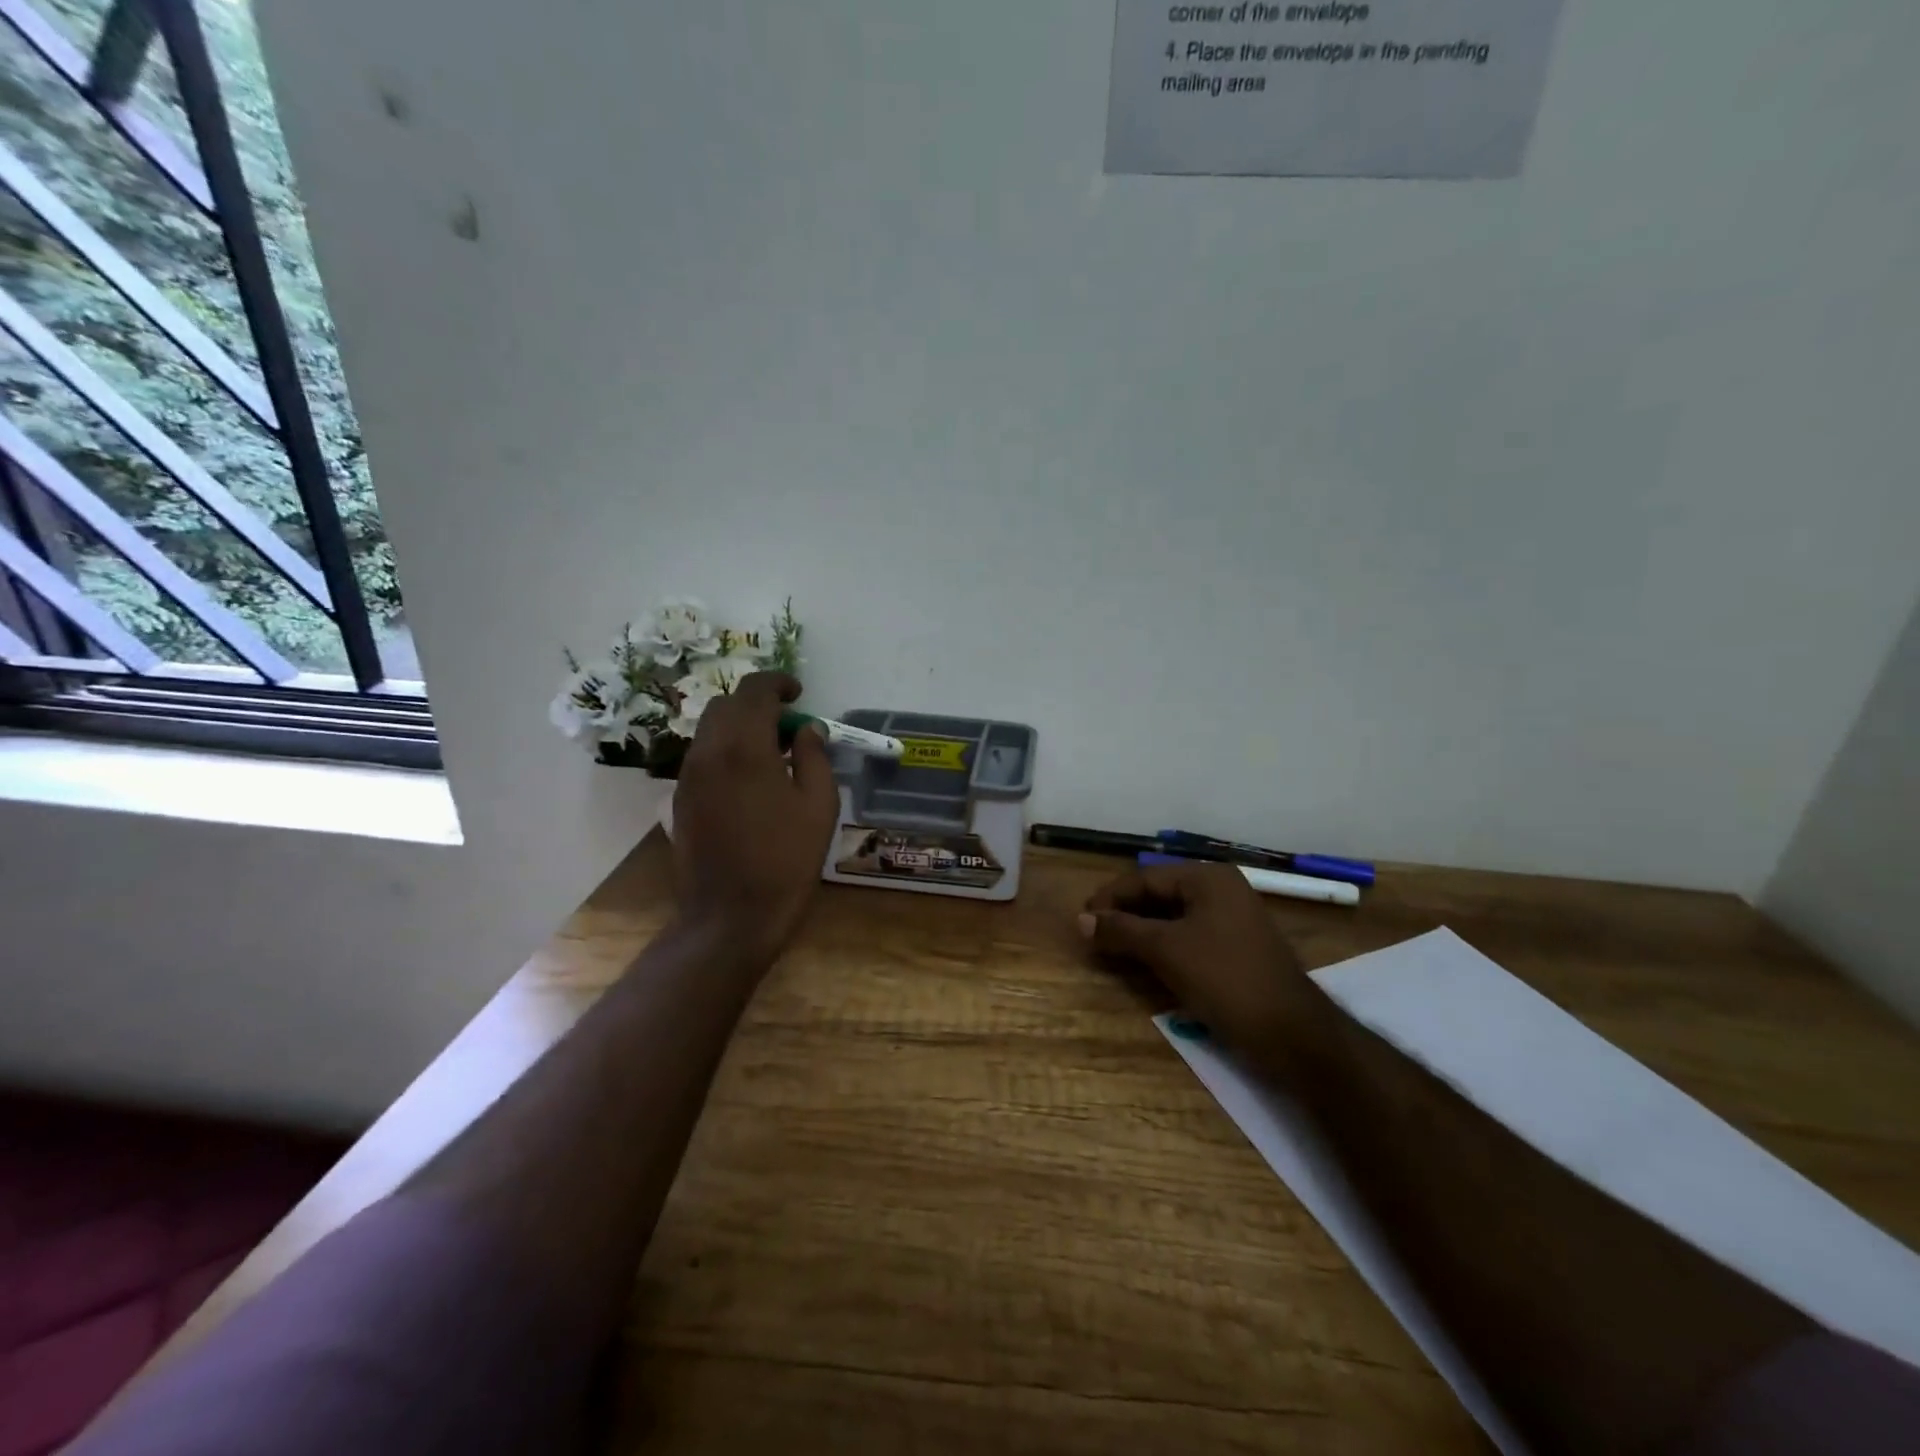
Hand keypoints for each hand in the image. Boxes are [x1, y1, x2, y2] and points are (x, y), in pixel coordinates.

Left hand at [671, 672, 840, 966]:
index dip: (778, 682)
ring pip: (710, 729)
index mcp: (744, 748)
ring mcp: (688, 776)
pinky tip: (751, 780)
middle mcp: (708, 752)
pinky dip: (726, 750)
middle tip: (788, 727)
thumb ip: (814, 756)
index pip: (754, 690)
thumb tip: (807, 729)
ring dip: (740, 727)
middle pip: (726, 704)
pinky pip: (703, 755)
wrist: (730, 916)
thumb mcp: (819, 806)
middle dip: (757, 704)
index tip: (799, 693)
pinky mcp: (680, 798)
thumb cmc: (786, 861)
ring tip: (773, 754)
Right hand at [1079, 861, 1335, 1072]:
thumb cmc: (1226, 979)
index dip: (1109, 898)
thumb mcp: (1166, 950)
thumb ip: (1121, 930)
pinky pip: (1188, 937)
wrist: (1293, 1034)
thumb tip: (1080, 920)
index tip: (1081, 920)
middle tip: (1092, 936)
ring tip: (1111, 950)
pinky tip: (1144, 963)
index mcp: (1208, 878)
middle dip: (1124, 915)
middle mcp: (1221, 890)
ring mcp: (1231, 920)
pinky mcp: (1235, 949)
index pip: (1145, 878)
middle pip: (1159, 895)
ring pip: (1172, 918)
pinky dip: (1162, 947)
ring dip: (1140, 932)